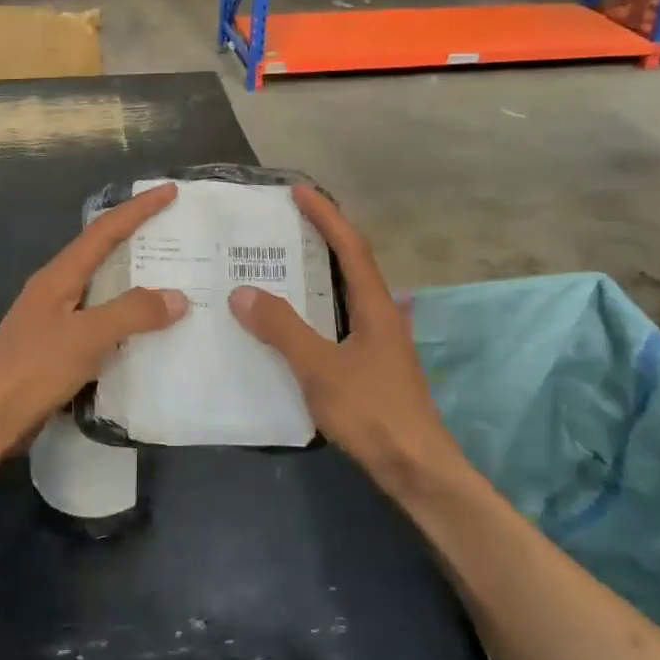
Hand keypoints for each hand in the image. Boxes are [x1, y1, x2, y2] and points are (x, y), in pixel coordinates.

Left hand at [0, 183, 187, 451]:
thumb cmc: (32, 370)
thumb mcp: (86, 337)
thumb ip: (131, 313)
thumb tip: (177, 297)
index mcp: (58, 276)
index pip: (103, 231)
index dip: (137, 209)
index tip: (168, 192)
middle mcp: (56, 290)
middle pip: (101, 254)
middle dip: (136, 240)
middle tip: (175, 235)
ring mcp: (54, 320)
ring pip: (101, 290)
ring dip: (133, 282)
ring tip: (171, 281)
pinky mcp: (56, 349)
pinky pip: (99, 323)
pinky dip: (125, 319)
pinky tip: (145, 333)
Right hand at [228, 186, 459, 490]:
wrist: (416, 468)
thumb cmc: (372, 412)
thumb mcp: (320, 368)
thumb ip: (282, 329)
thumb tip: (243, 292)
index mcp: (375, 306)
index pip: (351, 247)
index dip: (326, 216)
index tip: (299, 191)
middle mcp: (382, 315)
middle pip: (352, 263)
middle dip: (323, 237)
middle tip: (286, 222)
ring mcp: (380, 341)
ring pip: (346, 293)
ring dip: (320, 272)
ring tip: (283, 263)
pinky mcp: (373, 365)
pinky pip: (340, 320)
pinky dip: (317, 306)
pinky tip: (295, 321)